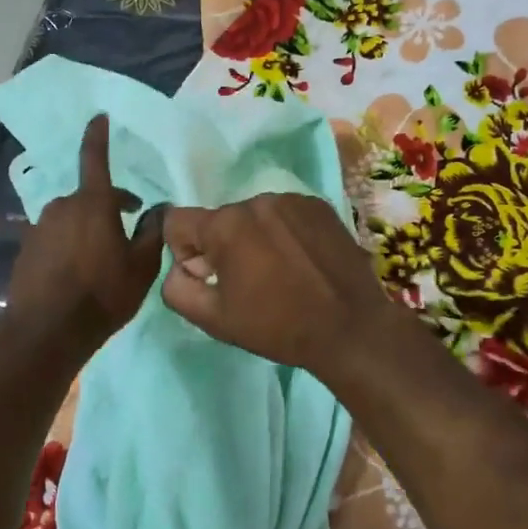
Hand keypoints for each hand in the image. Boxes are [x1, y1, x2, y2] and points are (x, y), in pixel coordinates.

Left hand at [5, 115, 164, 354]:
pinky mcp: (26, 250)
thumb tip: (159, 209)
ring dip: (88, 228)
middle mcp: (62, 206)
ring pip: (71, 219)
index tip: (98, 117)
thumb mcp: (141, 267)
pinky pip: (55, 238)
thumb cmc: (103, 294)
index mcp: (92, 203)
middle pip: (89, 197)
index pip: (95, 158)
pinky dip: (69, 246)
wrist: (47, 332)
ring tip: (103, 259)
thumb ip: (152, 232)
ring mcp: (39, 228)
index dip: (98, 136)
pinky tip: (78, 274)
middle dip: (109, 206)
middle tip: (129, 228)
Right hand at [160, 194, 403, 379]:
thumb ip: (177, 289)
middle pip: (219, 220)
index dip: (184, 252)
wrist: (351, 328)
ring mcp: (291, 200)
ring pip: (252, 216)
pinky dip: (283, 233)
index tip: (208, 277)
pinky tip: (301, 262)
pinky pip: (284, 214)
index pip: (177, 222)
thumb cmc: (277, 326)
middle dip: (222, 247)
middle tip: (248, 283)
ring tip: (279, 273)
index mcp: (225, 225)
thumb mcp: (214, 319)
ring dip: (254, 239)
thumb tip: (179, 268)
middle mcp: (255, 200)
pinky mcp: (318, 206)